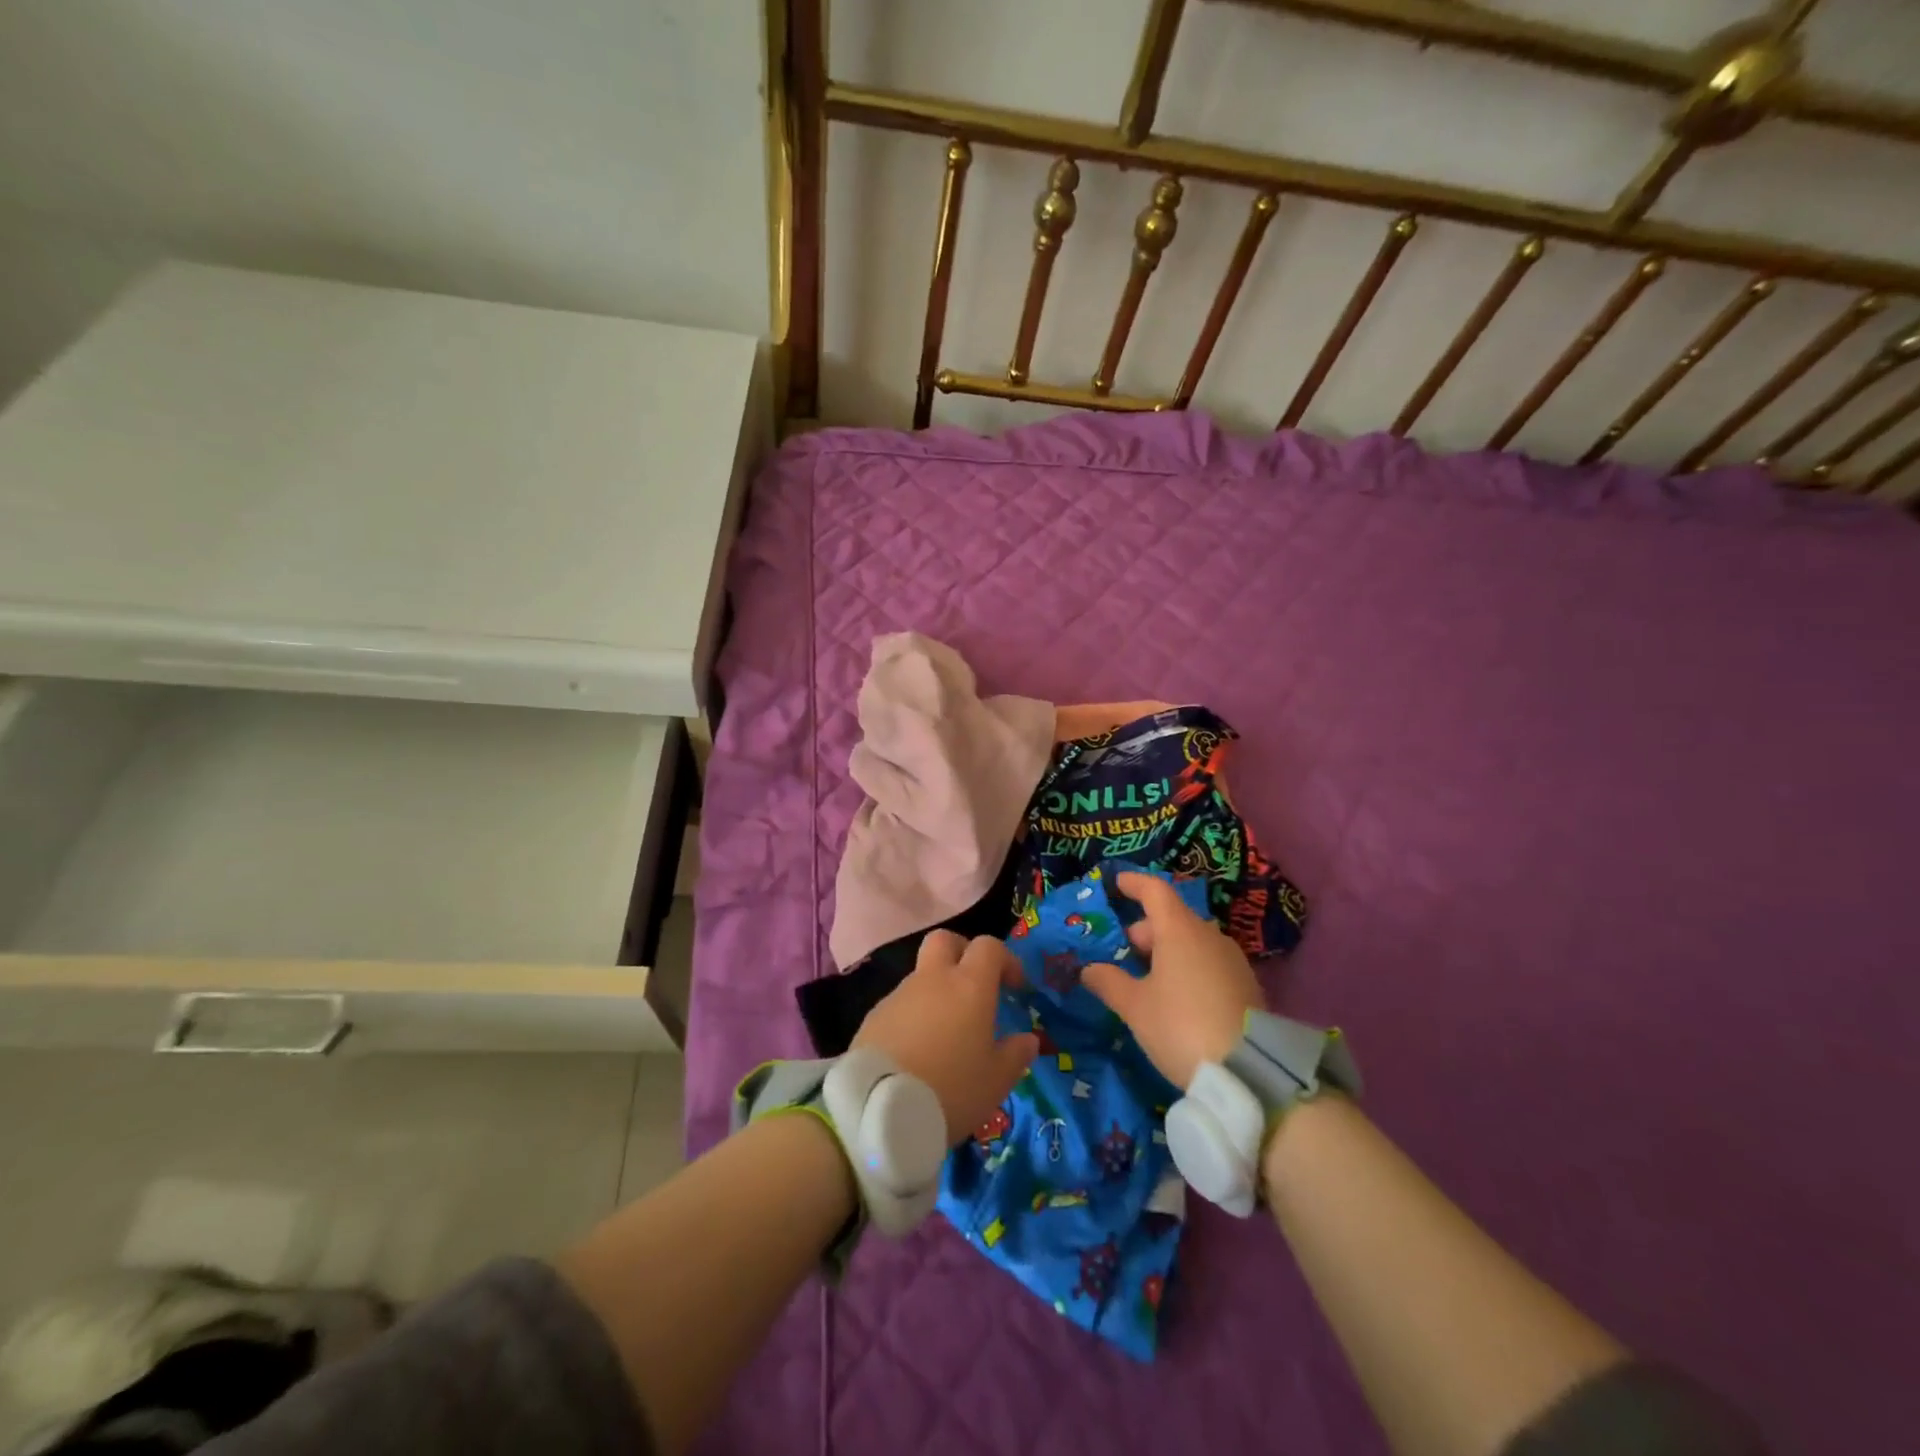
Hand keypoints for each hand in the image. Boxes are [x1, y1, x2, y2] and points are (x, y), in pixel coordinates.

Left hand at [851, 931, 1039, 1145]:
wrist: (879, 1109)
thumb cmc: (951, 1089)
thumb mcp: (997, 1080)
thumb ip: (1016, 1055)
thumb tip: (1028, 1039)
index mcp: (969, 986)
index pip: (988, 947)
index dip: (1005, 960)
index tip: (1014, 987)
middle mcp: (933, 979)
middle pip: (945, 941)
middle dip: (962, 952)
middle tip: (974, 984)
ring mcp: (899, 995)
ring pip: (921, 975)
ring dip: (936, 991)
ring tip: (945, 1033)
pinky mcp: (874, 1016)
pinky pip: (901, 1004)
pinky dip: (914, 1016)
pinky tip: (917, 1050)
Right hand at [1082, 872, 1264, 1090]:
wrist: (1250, 1072)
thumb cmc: (1180, 1026)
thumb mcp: (1135, 1007)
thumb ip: (1109, 982)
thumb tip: (1089, 969)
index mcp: (1179, 930)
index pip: (1155, 891)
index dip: (1134, 884)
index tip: (1117, 884)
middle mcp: (1209, 936)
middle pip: (1172, 919)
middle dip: (1146, 930)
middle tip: (1124, 953)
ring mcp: (1233, 960)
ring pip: (1192, 942)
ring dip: (1168, 951)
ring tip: (1148, 980)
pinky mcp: (1248, 986)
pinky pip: (1209, 963)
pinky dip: (1189, 968)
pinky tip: (1178, 998)